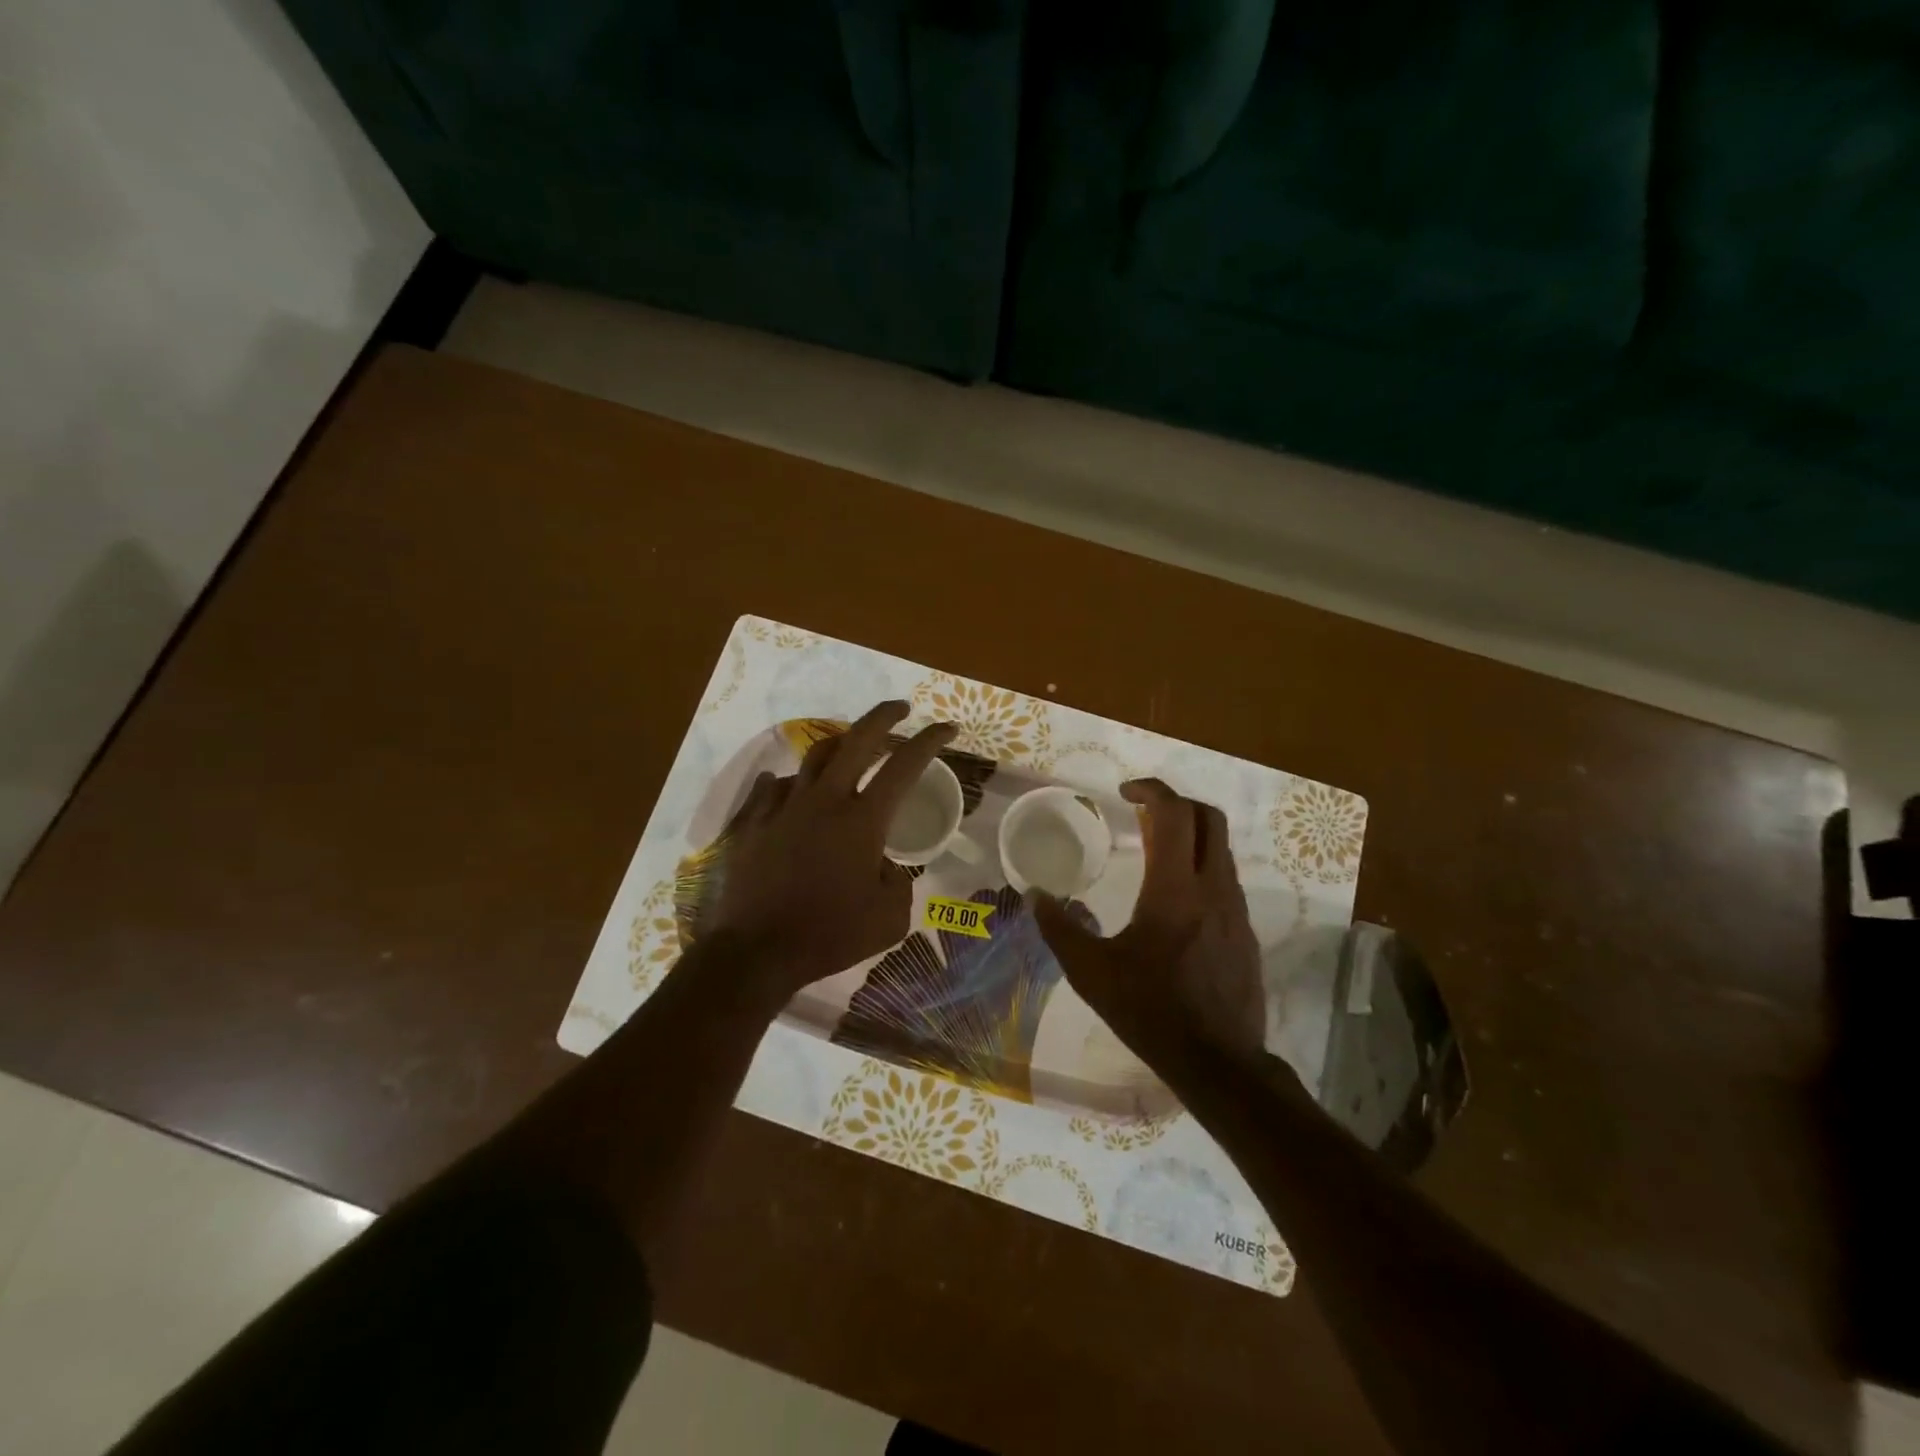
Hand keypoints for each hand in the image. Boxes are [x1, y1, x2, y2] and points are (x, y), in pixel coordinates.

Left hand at [703, 701, 955, 1002]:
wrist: (755, 952)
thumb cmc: (829, 935)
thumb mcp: (889, 919)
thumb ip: (898, 884)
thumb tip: (885, 868)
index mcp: (862, 820)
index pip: (904, 766)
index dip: (930, 741)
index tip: (946, 728)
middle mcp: (824, 800)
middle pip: (857, 740)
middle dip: (883, 717)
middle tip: (900, 709)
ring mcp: (783, 807)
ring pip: (813, 757)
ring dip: (838, 745)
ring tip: (849, 748)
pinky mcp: (753, 822)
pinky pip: (772, 787)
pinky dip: (790, 783)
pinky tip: (792, 790)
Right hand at [1033, 779, 1266, 1061]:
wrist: (1219, 1062)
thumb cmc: (1151, 1011)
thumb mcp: (1092, 972)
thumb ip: (1059, 928)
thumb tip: (1033, 896)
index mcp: (1175, 888)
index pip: (1174, 813)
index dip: (1150, 789)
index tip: (1124, 792)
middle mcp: (1213, 887)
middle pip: (1208, 818)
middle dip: (1175, 803)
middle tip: (1141, 813)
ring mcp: (1235, 909)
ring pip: (1220, 847)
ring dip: (1189, 834)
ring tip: (1153, 851)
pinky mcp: (1244, 930)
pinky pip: (1224, 878)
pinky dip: (1199, 865)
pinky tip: (1174, 897)